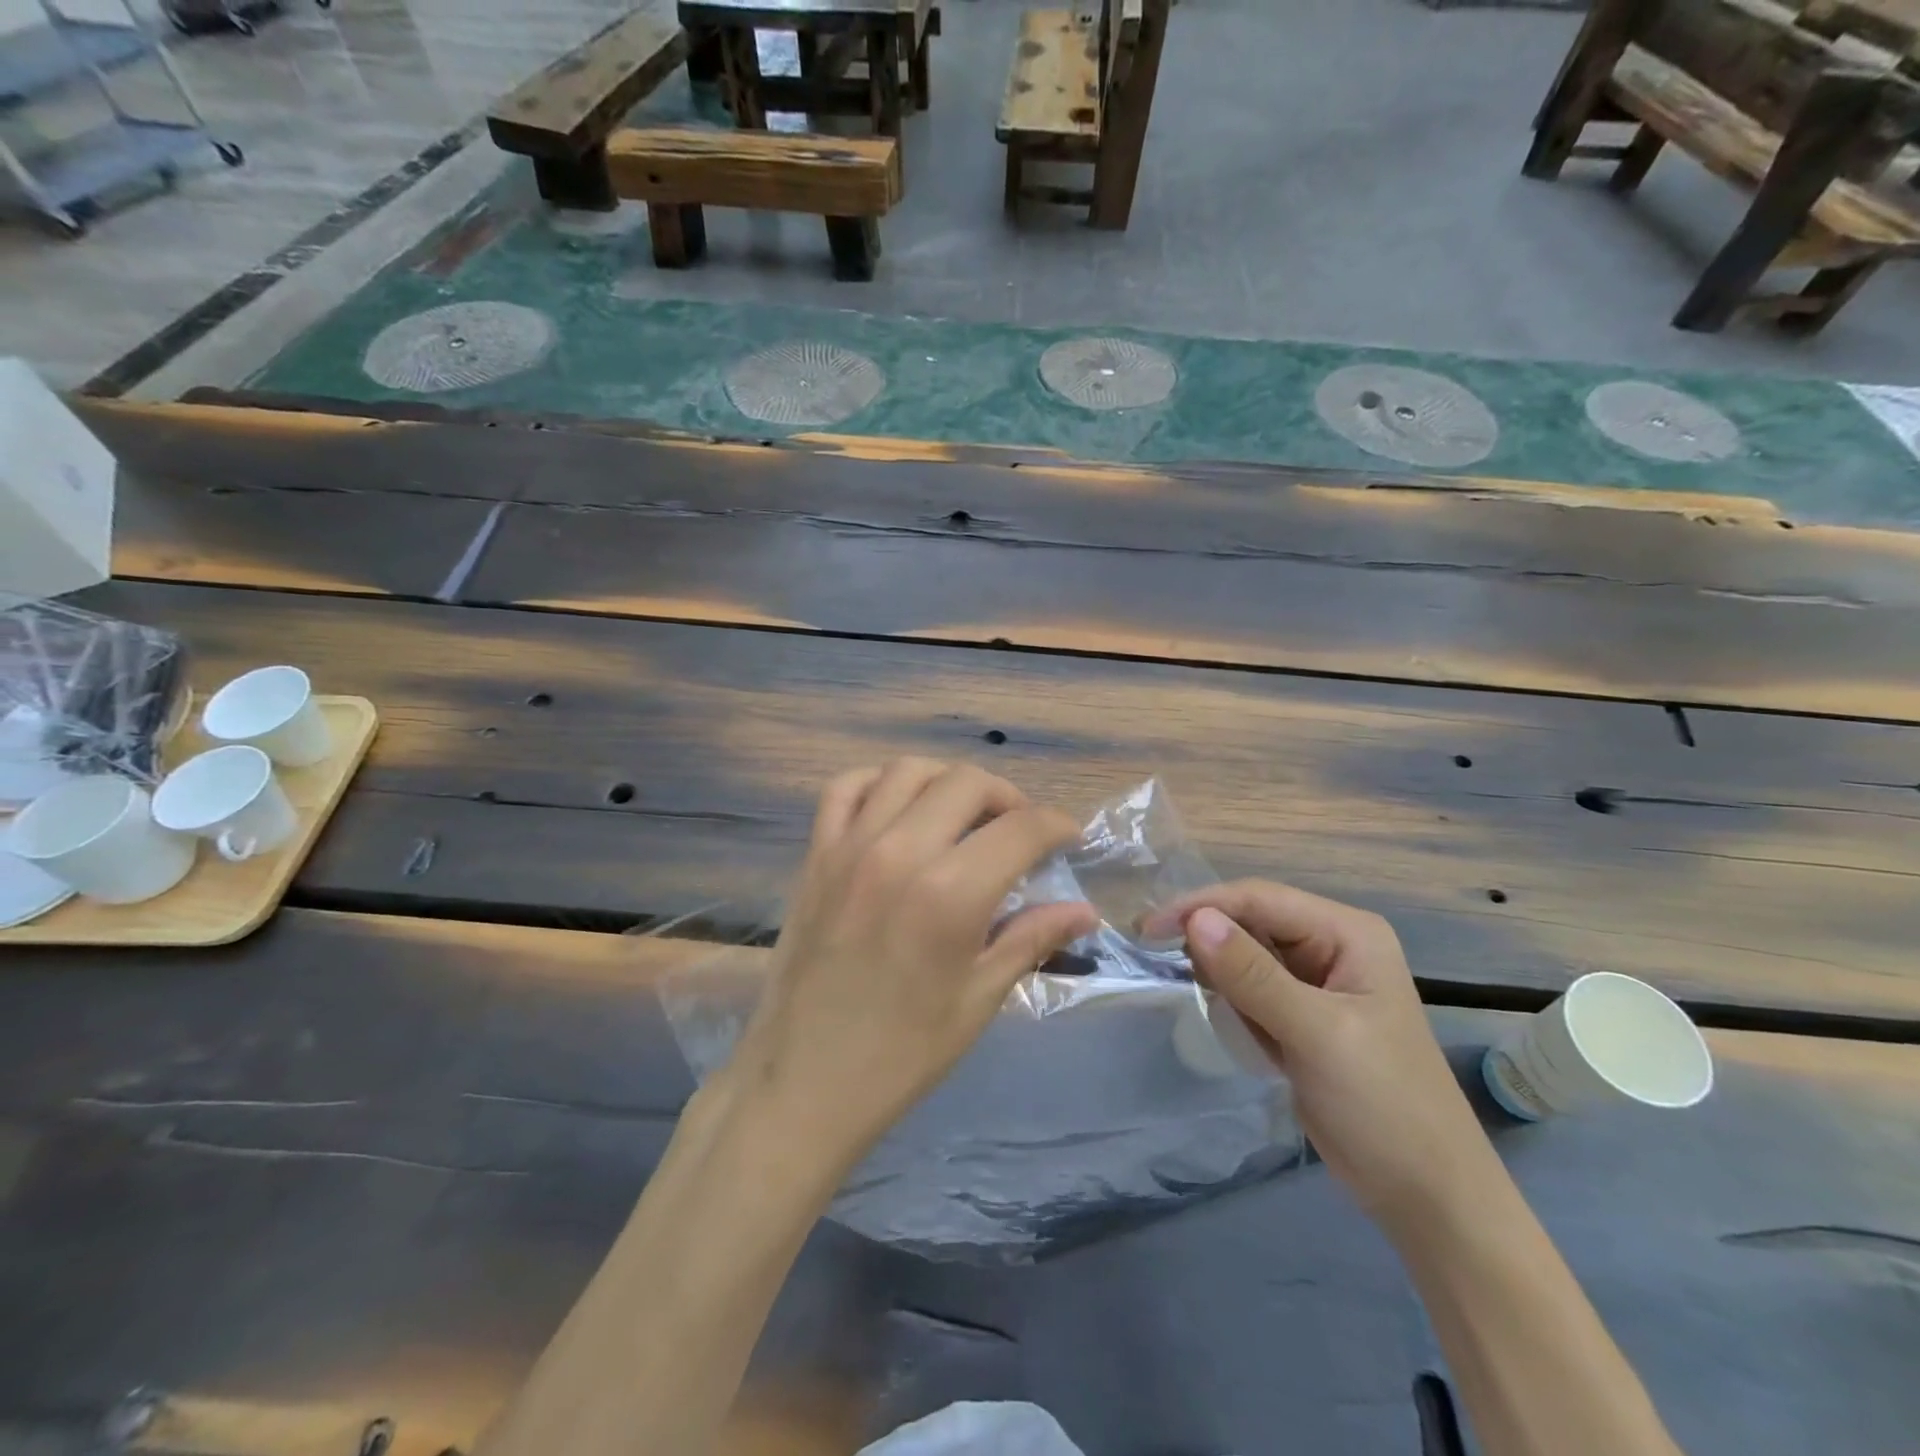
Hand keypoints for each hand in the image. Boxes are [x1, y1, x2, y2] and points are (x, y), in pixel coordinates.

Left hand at [722, 759, 1096, 1172]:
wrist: (804, 1082)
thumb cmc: (903, 1053)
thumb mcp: (979, 1000)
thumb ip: (1032, 939)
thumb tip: (1085, 911)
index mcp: (950, 894)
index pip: (1021, 828)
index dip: (1056, 826)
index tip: (1068, 838)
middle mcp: (900, 852)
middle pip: (968, 783)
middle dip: (1008, 798)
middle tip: (1018, 832)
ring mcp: (850, 847)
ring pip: (909, 771)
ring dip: (948, 783)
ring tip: (963, 816)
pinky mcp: (815, 855)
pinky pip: (845, 788)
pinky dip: (879, 782)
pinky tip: (898, 808)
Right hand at [1146, 881, 1491, 1227]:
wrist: (1425, 1196)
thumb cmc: (1383, 1104)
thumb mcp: (1316, 1033)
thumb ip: (1253, 974)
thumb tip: (1195, 920)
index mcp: (1347, 933)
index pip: (1260, 898)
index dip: (1202, 906)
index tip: (1148, 929)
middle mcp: (1331, 946)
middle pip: (1250, 921)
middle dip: (1206, 937)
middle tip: (1154, 956)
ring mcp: (1315, 982)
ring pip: (1245, 954)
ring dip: (1216, 970)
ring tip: (1190, 991)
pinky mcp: (1300, 1016)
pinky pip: (1249, 989)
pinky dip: (1229, 998)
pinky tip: (1223, 1017)